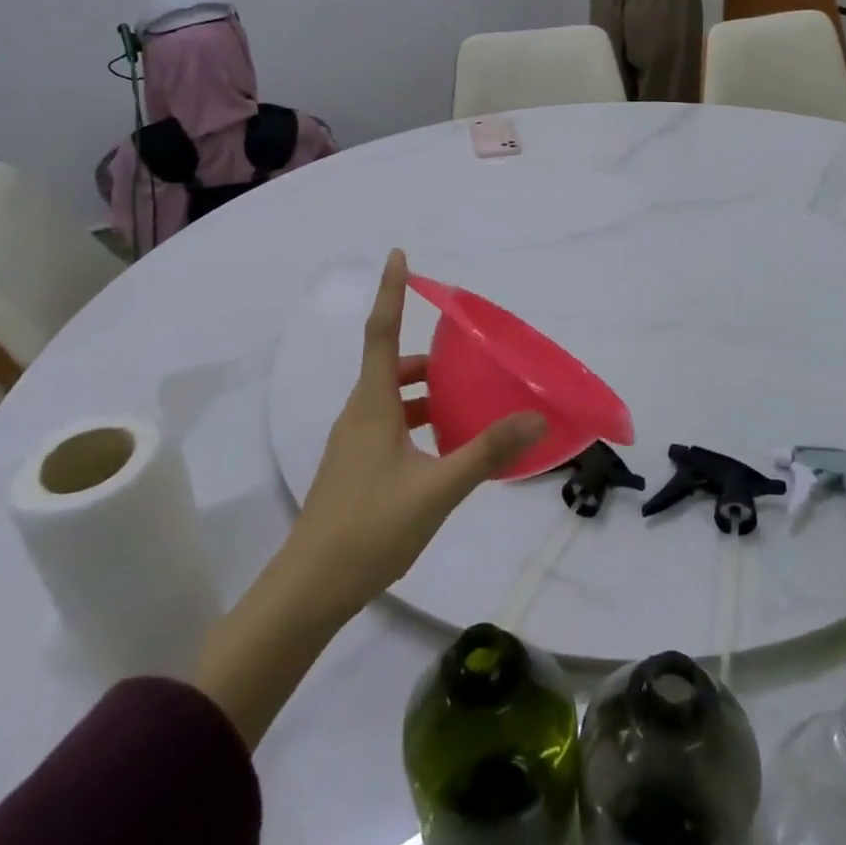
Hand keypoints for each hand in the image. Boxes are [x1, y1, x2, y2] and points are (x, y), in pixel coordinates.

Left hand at [284, 250, 545, 613]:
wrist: (310, 589)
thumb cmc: (370, 527)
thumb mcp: (437, 488)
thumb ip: (486, 450)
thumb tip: (535, 417)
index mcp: (372, 405)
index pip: (381, 331)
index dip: (391, 290)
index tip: (398, 255)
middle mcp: (359, 414)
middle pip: (389, 365)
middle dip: (423, 353)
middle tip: (463, 353)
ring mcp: (353, 443)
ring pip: (389, 398)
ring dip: (421, 390)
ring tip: (462, 398)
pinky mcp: (354, 468)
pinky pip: (388, 425)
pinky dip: (415, 419)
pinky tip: (443, 447)